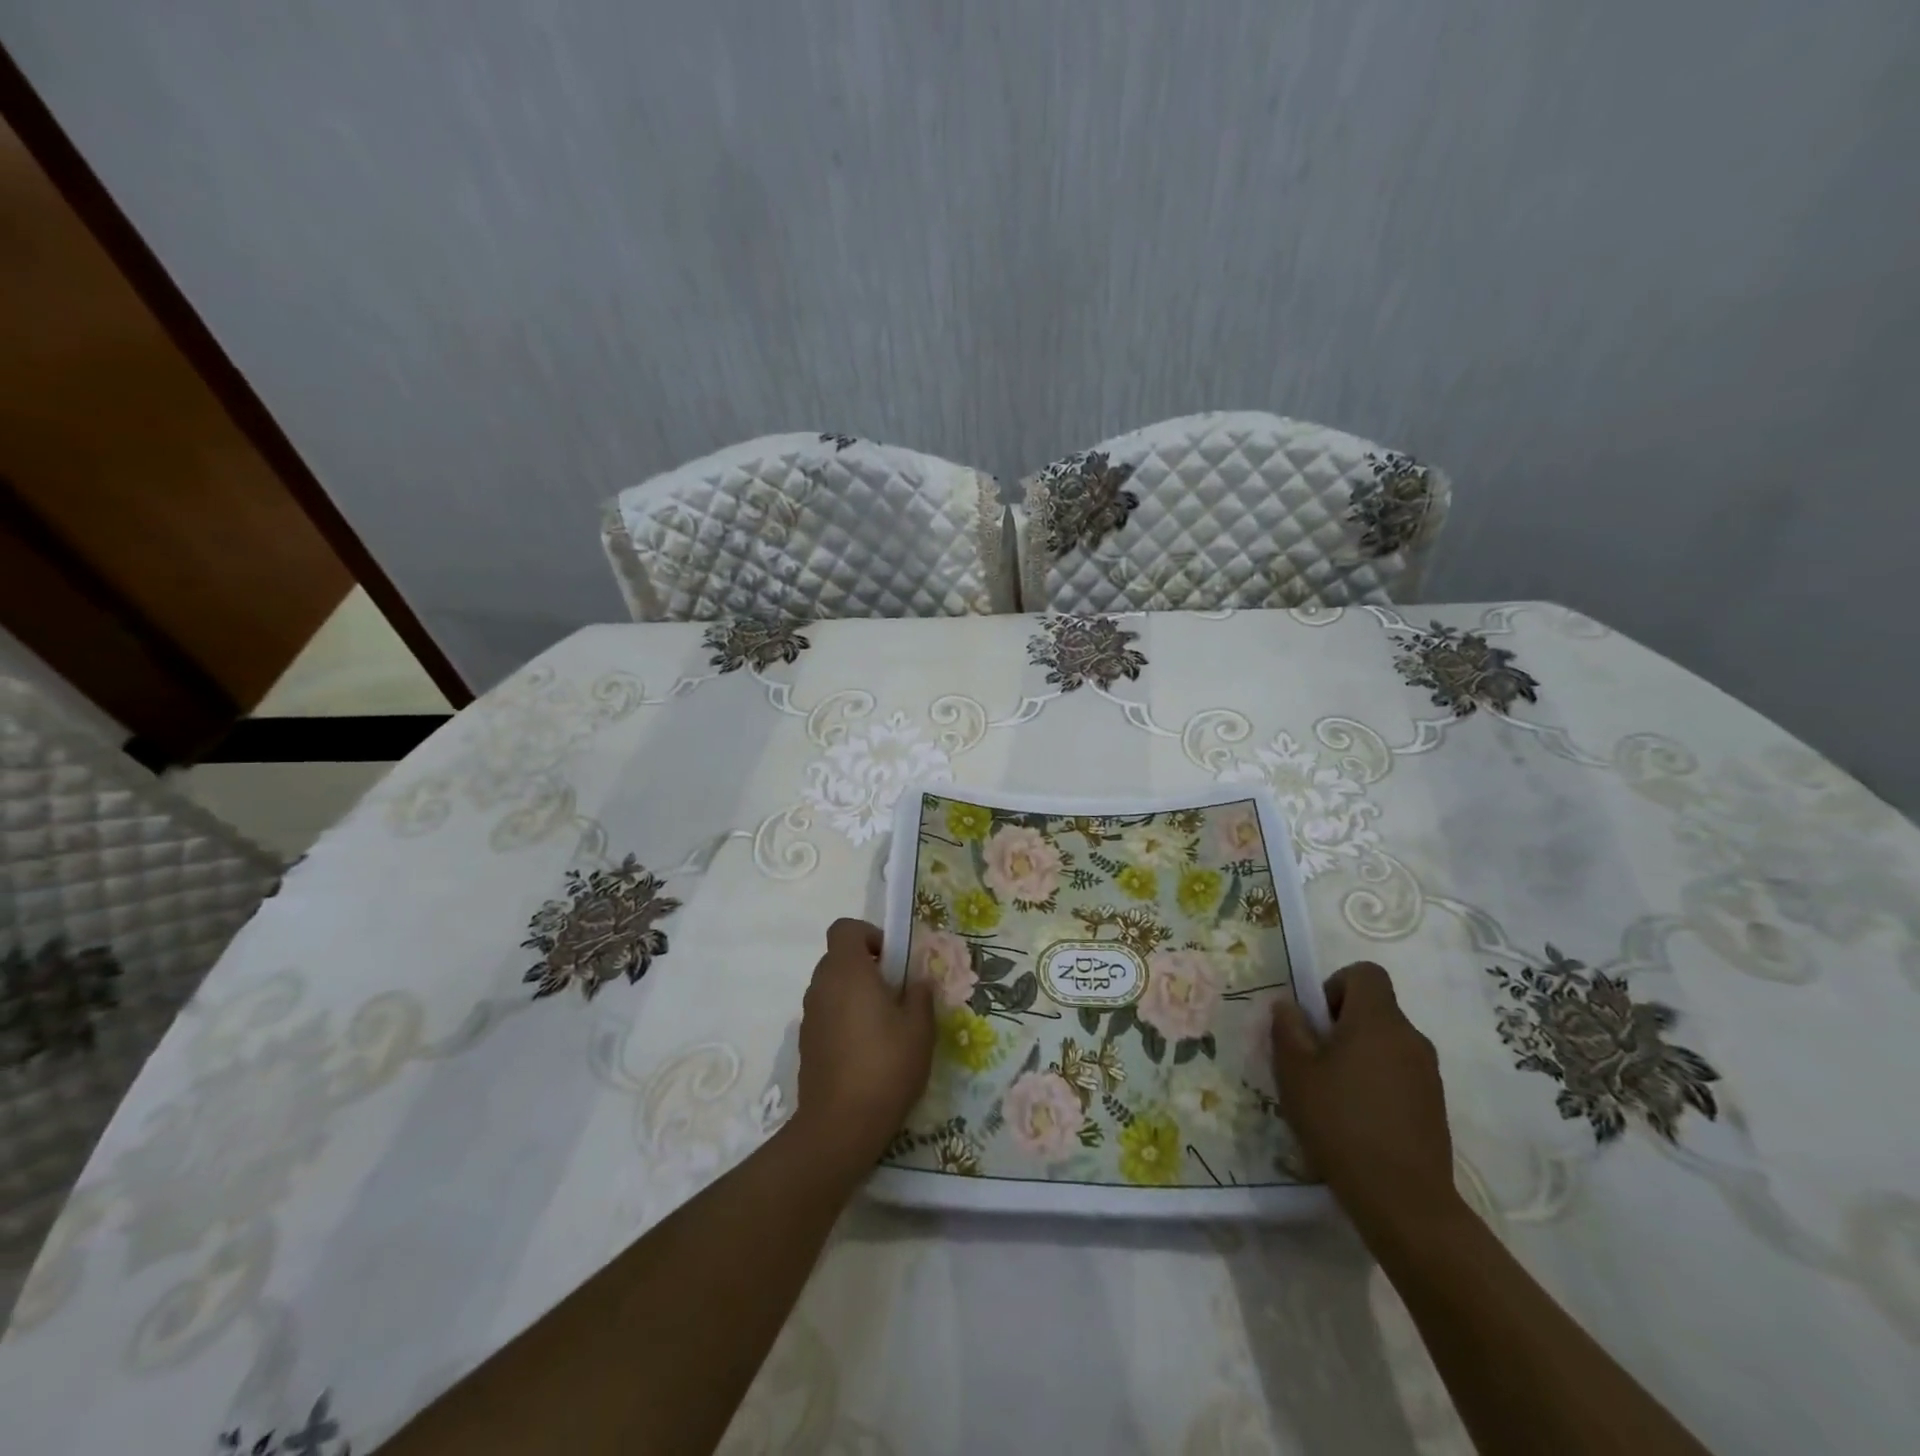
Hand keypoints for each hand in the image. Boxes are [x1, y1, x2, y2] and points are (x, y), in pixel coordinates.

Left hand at [789, 918, 935, 1176]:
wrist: (839, 1126)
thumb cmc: (885, 1067)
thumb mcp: (919, 1029)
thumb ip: (920, 995)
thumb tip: (917, 981)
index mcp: (848, 971)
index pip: (845, 928)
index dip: (869, 935)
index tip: (892, 960)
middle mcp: (822, 985)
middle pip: (839, 957)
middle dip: (866, 966)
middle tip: (895, 994)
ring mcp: (809, 1015)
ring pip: (832, 987)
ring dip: (854, 993)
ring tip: (883, 1025)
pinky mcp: (806, 1042)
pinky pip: (826, 1013)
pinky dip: (843, 1018)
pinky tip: (865, 1050)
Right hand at [1271, 961, 1457, 1237]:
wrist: (1403, 1200)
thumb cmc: (1340, 1123)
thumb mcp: (1295, 1072)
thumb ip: (1289, 1029)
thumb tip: (1289, 1005)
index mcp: (1378, 1021)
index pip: (1365, 973)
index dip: (1336, 985)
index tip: (1317, 1020)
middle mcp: (1410, 1038)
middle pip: (1375, 1008)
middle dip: (1341, 1023)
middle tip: (1313, 1059)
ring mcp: (1428, 1073)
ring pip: (1386, 1042)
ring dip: (1358, 1053)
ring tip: (1331, 1092)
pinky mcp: (1434, 1105)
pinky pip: (1398, 1072)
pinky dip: (1376, 1080)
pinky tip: (1356, 1118)